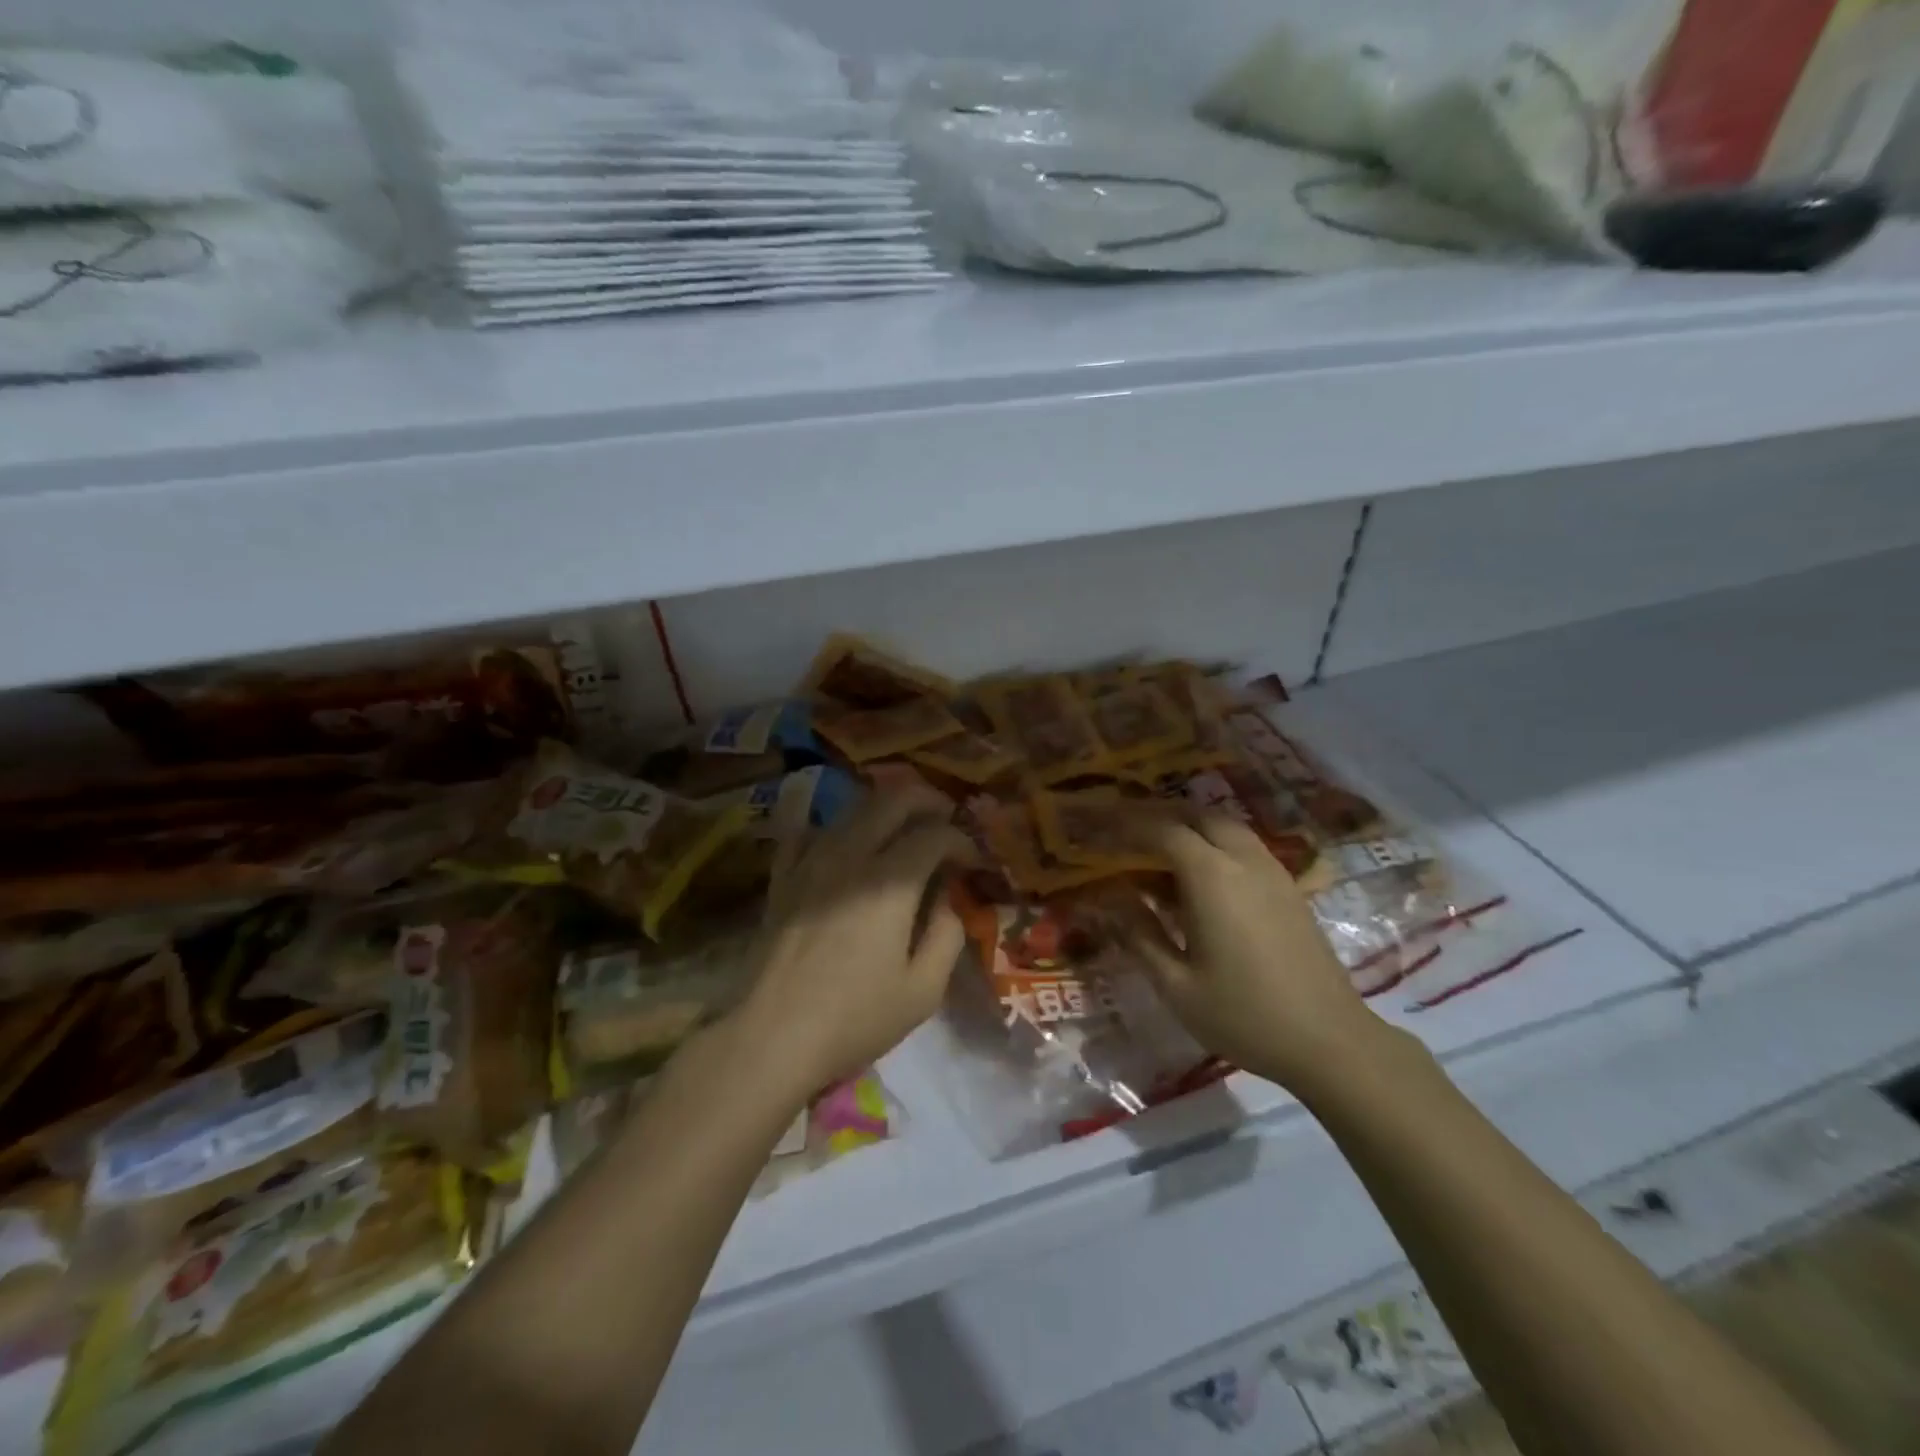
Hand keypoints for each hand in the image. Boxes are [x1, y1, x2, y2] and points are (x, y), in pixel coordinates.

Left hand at [731, 786, 970, 1095]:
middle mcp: (850, 855)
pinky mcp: (783, 876)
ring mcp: (811, 860)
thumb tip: (949, 898)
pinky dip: (834, 827)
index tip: (974, 862)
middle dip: (928, 801)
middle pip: (893, 800)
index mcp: (890, 882)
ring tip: (904, 827)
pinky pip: (808, 830)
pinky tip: (844, 844)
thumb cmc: (855, 1018)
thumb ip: (948, 934)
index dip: (963, 841)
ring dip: (886, 808)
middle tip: (946, 820)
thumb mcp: (923, 990)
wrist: (772, 1036)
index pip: (935, 835)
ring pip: (853, 808)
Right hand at [1131, 816, 1391, 1092]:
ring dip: (1190, 827)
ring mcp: (1273, 872)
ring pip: (1226, 827)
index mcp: (1211, 876)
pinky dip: (1216, 844)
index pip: (1162, 831)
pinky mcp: (1290, 889)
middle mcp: (1243, 860)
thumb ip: (1139, 936)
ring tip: (1159, 850)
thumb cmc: (1244, 1015)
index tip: (1099, 829)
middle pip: (1198, 816)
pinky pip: (1245, 847)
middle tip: (1127, 833)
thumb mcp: (1176, 985)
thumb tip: (1107, 901)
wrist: (1331, 1042)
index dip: (1127, 826)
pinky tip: (1201, 877)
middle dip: (1160, 816)